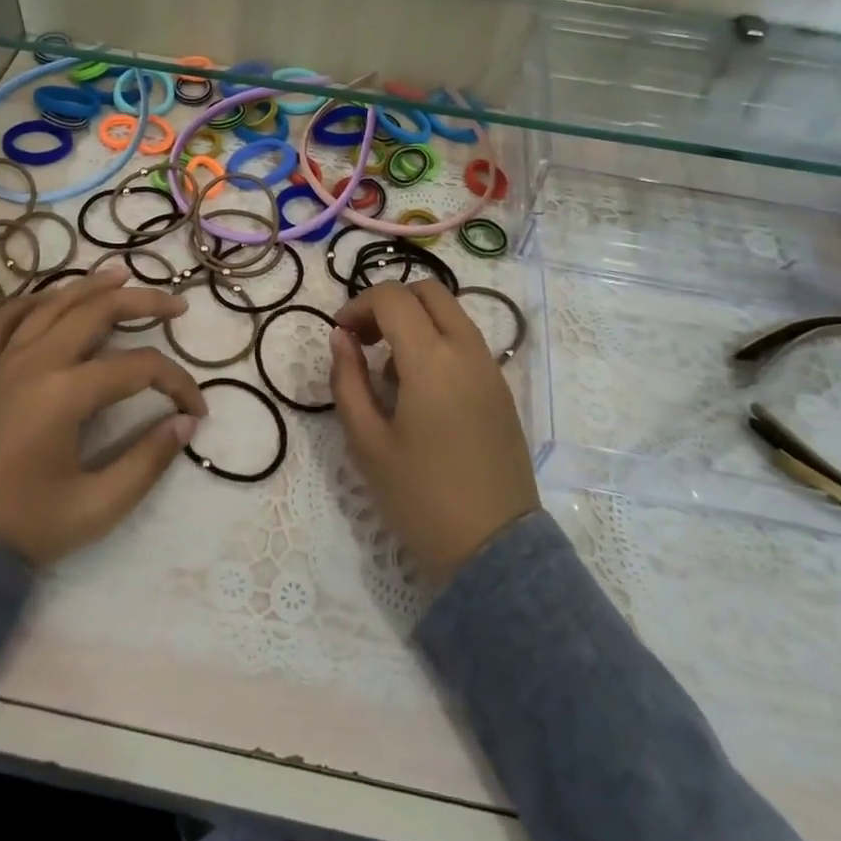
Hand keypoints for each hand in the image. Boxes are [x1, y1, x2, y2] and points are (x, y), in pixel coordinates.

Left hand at [0, 267, 207, 565]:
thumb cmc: (19, 527)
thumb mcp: (94, 507)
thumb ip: (146, 463)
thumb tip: (185, 425)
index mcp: (64, 394)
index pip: (139, 368)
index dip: (176, 382)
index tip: (195, 410)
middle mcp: (34, 363)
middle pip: (97, 311)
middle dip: (143, 302)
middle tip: (176, 304)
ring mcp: (0, 361)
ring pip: (51, 303)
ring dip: (91, 285)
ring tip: (122, 274)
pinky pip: (4, 320)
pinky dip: (32, 301)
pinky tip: (51, 298)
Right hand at [329, 279, 538, 588]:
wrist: (494, 549)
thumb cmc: (420, 498)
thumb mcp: (367, 442)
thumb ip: (347, 380)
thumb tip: (341, 337)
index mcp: (432, 359)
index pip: (392, 298)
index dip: (358, 305)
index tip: (339, 334)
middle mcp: (467, 350)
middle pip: (427, 291)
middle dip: (388, 303)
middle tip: (363, 340)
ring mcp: (491, 368)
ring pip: (450, 313)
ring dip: (414, 321)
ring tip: (388, 371)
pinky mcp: (501, 388)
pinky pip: (466, 341)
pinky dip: (437, 340)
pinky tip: (419, 389)